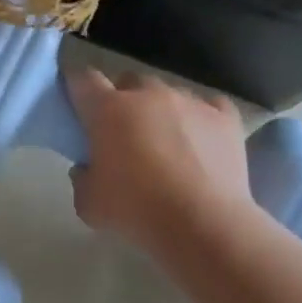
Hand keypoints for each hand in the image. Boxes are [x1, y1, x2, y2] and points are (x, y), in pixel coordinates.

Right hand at [67, 67, 253, 254]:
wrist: (201, 222)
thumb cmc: (134, 210)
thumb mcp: (88, 203)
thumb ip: (81, 178)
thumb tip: (87, 168)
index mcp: (109, 110)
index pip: (83, 80)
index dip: (76, 86)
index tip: (75, 102)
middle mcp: (149, 94)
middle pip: (129, 82)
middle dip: (121, 100)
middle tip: (120, 132)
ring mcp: (191, 101)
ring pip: (168, 94)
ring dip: (160, 111)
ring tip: (164, 143)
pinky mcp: (225, 116)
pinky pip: (208, 107)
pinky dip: (199, 120)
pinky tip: (199, 143)